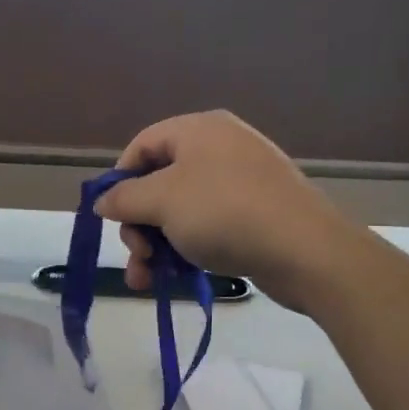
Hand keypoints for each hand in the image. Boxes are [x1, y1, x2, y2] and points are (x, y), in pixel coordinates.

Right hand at [94, 111, 353, 314]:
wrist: (306, 250)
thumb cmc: (224, 213)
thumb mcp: (162, 202)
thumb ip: (124, 198)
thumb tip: (102, 200)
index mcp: (198, 129)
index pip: (142, 146)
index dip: (120, 181)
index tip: (112, 218)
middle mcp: (220, 146)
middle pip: (160, 181)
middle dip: (139, 223)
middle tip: (136, 255)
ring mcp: (242, 180)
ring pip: (182, 210)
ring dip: (157, 244)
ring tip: (146, 280)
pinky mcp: (258, 212)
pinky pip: (209, 224)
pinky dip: (188, 247)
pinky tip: (177, 277)